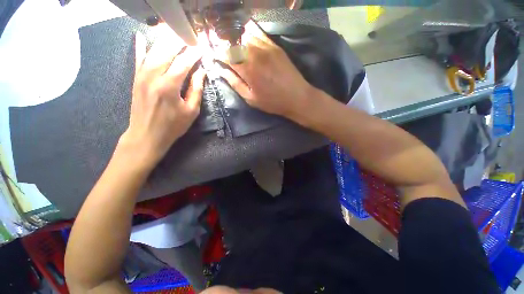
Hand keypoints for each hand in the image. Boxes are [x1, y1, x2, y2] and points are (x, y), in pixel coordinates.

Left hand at [118, 32, 205, 170]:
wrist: (147, 135)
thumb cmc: (173, 125)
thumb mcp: (191, 111)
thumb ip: (196, 90)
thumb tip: (201, 73)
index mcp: (169, 85)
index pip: (184, 63)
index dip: (194, 53)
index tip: (202, 46)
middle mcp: (153, 75)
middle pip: (167, 51)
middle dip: (180, 41)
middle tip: (190, 35)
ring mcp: (141, 75)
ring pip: (153, 51)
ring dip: (165, 41)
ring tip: (174, 33)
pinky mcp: (136, 78)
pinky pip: (138, 58)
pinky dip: (140, 46)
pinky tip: (142, 36)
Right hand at [218, 21, 314, 118]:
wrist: (296, 97)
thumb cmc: (272, 102)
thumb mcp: (251, 98)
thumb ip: (234, 83)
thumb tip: (220, 70)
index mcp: (247, 69)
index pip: (226, 54)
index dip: (217, 53)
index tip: (213, 55)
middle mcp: (254, 53)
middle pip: (233, 41)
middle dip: (223, 43)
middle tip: (220, 47)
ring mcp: (266, 47)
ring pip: (244, 34)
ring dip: (235, 37)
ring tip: (231, 42)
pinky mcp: (275, 46)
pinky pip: (258, 33)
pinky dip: (248, 31)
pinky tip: (244, 35)